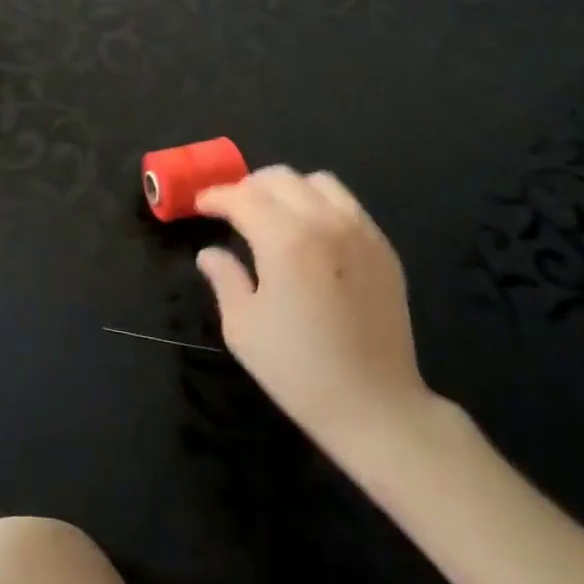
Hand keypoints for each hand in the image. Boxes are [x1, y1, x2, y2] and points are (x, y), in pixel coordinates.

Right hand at [196, 167, 435, 449]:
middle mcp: (325, 223)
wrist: (374, 405)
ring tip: (272, 214)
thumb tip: (209, 253)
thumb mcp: (242, 327)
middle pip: (280, 178)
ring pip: (318, 181)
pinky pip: (347, 204)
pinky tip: (310, 233)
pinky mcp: (383, 248)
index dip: (216, 196)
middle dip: (248, 187)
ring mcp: (361, 232)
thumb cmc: (297, 369)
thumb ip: (224, 278)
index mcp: (286, 241)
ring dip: (287, 189)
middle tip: (231, 210)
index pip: (242, 197)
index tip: (200, 205)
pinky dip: (320, 203)